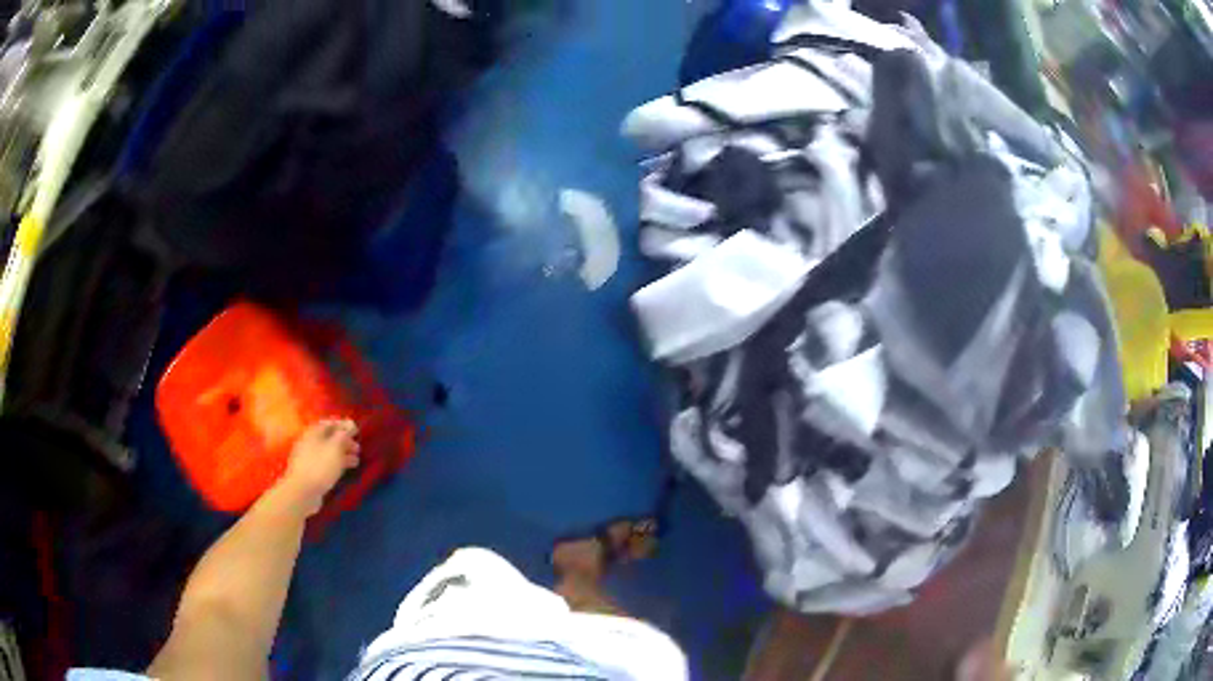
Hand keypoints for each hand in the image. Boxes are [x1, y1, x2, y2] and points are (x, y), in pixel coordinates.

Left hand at [279, 419, 359, 515]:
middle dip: (344, 441)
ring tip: (356, 461)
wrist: (302, 492)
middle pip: (329, 438)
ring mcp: (309, 458)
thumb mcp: (335, 448)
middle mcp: (310, 442)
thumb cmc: (320, 466)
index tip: (356, 430)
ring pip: (328, 452)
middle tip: (357, 448)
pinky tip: (344, 470)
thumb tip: (350, 424)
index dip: (343, 425)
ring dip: (342, 454)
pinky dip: (336, 464)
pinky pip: (325, 464)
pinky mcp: (311, 472)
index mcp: (313, 433)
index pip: (329, 423)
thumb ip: (343, 435)